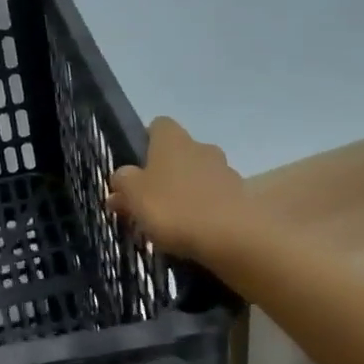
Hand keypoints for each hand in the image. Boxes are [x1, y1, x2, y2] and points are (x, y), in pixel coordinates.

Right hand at [106, 117, 266, 265]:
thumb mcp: (133, 195)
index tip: (136, 166)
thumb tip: (121, 176)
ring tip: (170, 222)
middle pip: (179, 153)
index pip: (159, 126)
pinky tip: (193, 233)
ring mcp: (226, 172)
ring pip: (198, 176)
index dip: (146, 142)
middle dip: (165, 172)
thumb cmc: (174, 208)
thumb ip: (123, 182)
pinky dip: (204, 211)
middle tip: (148, 200)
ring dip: (185, 192)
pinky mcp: (242, 199)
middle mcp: (201, 148)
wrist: (233, 237)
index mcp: (173, 141)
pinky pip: (215, 199)